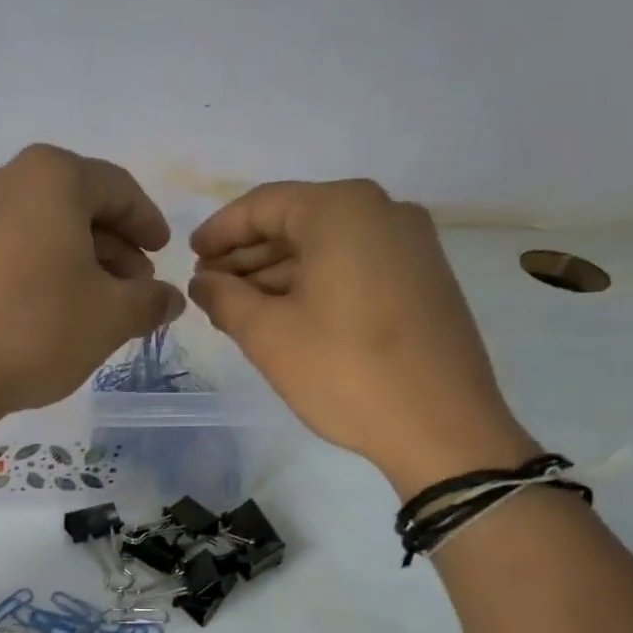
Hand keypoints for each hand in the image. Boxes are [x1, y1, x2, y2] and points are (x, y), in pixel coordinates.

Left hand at [0, 144, 184, 415]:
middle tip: (135, 287)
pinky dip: (41, 267)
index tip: (163, 254)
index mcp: (52, 177)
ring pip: (42, 226)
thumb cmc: (38, 329)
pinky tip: (53, 308)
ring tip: (98, 303)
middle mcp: (6, 179)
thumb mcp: (111, 316)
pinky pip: (10, 246)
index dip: (147, 222)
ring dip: (79, 259)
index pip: (117, 188)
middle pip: (77, 204)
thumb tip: (171, 298)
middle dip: (114, 245)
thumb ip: (150, 301)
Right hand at [188, 180, 535, 495]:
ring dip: (278, 273)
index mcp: (342, 209)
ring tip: (238, 308)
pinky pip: (355, 266)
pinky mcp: (424, 279)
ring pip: (327, 247)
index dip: (220, 232)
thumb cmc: (345, 371)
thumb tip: (202, 282)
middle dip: (248, 256)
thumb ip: (224, 299)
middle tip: (209, 289)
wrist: (442, 427)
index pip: (263, 205)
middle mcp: (383, 211)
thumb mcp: (268, 335)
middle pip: (298, 222)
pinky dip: (314, 284)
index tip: (189, 257)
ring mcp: (411, 245)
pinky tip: (286, 316)